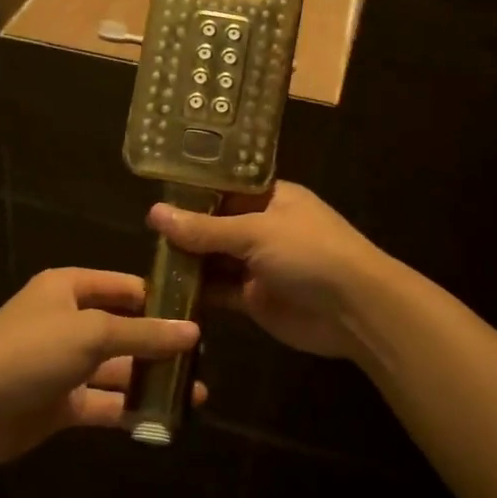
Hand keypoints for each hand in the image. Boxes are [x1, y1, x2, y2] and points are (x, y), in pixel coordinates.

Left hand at [0, 267, 202, 469]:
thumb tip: (193, 332)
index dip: (161, 298)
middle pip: (124, 329)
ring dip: (151, 380)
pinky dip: (129, 410)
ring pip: (117, 369)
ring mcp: (64, 365)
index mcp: (68, 289)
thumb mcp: (91, 333)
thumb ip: (144, 334)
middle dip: (161, 345)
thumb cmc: (29, 352)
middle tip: (203, 360)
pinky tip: (164, 419)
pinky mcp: (61, 404)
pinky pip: (103, 403)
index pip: (124, 287)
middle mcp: (68, 322)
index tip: (201, 313)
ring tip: (195, 394)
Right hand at [147, 182, 387, 360]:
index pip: (223, 188)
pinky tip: (165, 291)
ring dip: (187, 263)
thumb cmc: (310, 253)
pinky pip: (219, 291)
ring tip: (145, 261)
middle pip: (214, 225)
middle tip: (141, 234)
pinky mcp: (254, 298)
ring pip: (214, 260)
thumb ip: (205, 228)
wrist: (355, 310)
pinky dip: (197, 293)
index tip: (154, 195)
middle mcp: (262, 227)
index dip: (191, 192)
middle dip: (183, 231)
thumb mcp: (256, 232)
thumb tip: (154, 213)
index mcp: (269, 197)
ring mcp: (258, 264)